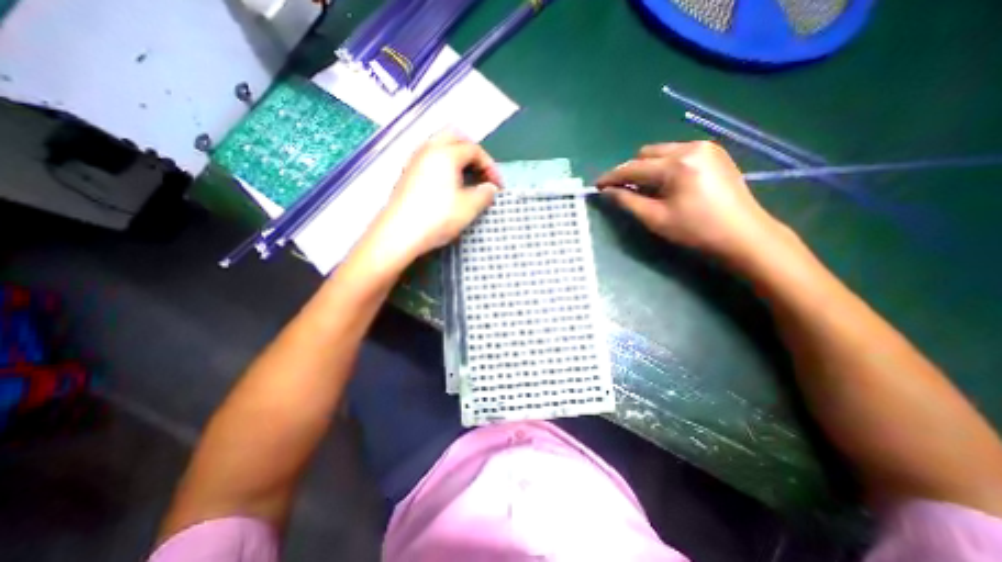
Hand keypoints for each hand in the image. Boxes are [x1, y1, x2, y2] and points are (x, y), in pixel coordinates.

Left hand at [358, 134, 501, 268]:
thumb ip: (484, 194)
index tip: (498, 186)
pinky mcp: (407, 175)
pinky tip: (448, 185)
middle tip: (481, 170)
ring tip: (467, 178)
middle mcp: (428, 150)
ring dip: (457, 157)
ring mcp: (414, 161)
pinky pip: (429, 159)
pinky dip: (444, 165)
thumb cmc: (437, 217)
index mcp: (445, 153)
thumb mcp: (468, 207)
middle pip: (454, 136)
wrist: (398, 234)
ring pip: (439, 146)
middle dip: (472, 151)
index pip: (474, 150)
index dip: (490, 166)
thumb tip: (490, 188)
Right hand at [593, 142, 799, 266]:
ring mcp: (706, 148)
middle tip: (624, 190)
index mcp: (676, 164)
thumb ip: (627, 201)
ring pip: (662, 152)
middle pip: (647, 153)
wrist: (744, 235)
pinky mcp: (715, 153)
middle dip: (631, 171)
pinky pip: (678, 154)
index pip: (633, 167)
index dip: (612, 176)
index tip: (597, 185)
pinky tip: (667, 184)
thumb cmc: (696, 230)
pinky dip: (665, 167)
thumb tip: (608, 191)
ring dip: (648, 168)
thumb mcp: (655, 219)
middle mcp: (691, 147)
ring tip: (646, 189)